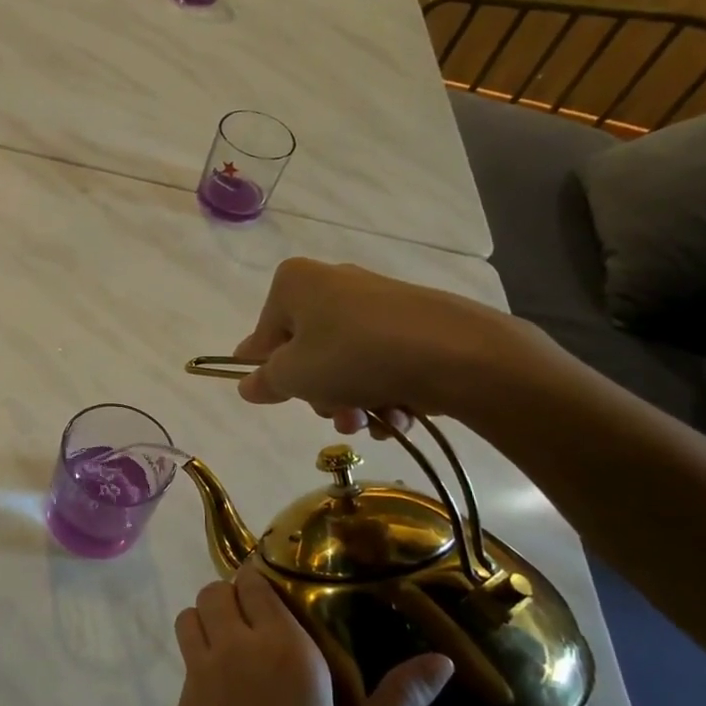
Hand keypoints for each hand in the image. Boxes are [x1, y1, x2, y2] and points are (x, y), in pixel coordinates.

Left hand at [141, 567, 452, 705]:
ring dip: (213, 617)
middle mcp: (237, 648)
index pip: (258, 582)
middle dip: (240, 595)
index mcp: (287, 653)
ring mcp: (200, 673)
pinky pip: (186, 650)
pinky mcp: (180, 701)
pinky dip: (200, 648)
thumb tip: (442, 661)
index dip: (268, 581)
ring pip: (194, 612)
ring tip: (245, 649)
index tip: (292, 594)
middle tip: (272, 625)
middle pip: (220, 589)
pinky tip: (229, 690)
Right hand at [232, 258, 532, 433]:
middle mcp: (334, 283)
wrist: (457, 353)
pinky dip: (384, 391)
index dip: (268, 370)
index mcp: (295, 283)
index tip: (279, 397)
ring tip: (370, 422)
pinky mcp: (414, 322)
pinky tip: (398, 414)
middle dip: (320, 392)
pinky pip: (382, 361)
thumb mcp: (294, 376)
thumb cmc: (353, 356)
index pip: (264, 333)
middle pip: (308, 349)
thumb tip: (248, 384)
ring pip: (346, 361)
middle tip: (333, 412)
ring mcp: (377, 302)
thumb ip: (265, 381)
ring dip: (352, 400)